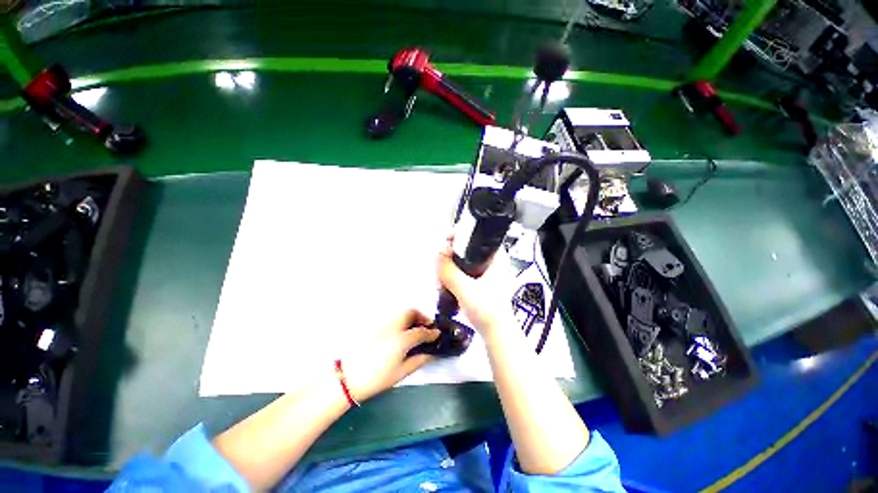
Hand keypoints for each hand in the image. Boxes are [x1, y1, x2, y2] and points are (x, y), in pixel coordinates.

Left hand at [341, 310, 439, 402]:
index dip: (432, 332)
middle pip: (411, 313)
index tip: (437, 334)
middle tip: (425, 327)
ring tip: (414, 329)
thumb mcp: (401, 373)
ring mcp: (383, 324)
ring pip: (401, 314)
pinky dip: (401, 321)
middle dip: (421, 317)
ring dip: (411, 317)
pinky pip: (393, 318)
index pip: (421, 332)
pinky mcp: (375, 326)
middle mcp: (394, 327)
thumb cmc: (377, 378)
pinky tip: (401, 333)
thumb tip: (431, 353)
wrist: (347, 378)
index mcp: (402, 339)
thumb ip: (419, 360)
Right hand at [436, 241, 507, 335]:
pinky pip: (463, 273)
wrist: (496, 333)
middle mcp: (493, 261)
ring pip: (462, 262)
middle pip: (465, 249)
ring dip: (449, 268)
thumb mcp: (465, 288)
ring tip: (440, 279)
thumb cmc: (488, 311)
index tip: (445, 242)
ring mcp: (486, 272)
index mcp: (496, 257)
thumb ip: (449, 271)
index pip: (475, 236)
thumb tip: (438, 254)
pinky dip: (453, 277)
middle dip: (449, 257)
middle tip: (439, 266)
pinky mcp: (480, 282)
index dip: (458, 236)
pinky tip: (445, 285)